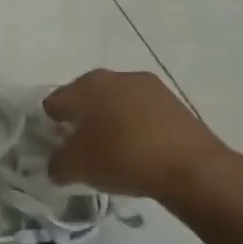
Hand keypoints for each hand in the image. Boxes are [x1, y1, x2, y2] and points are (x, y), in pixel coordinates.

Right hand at [44, 69, 236, 202]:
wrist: (191, 167)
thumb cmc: (122, 157)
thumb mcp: (76, 168)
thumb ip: (57, 164)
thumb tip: (58, 164)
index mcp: (85, 85)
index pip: (55, 102)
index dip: (51, 125)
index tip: (60, 148)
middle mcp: (114, 76)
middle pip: (86, 98)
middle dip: (82, 121)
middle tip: (85, 151)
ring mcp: (147, 86)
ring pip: (116, 103)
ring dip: (111, 123)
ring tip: (116, 153)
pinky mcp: (173, 101)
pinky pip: (142, 113)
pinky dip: (136, 128)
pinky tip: (141, 152)